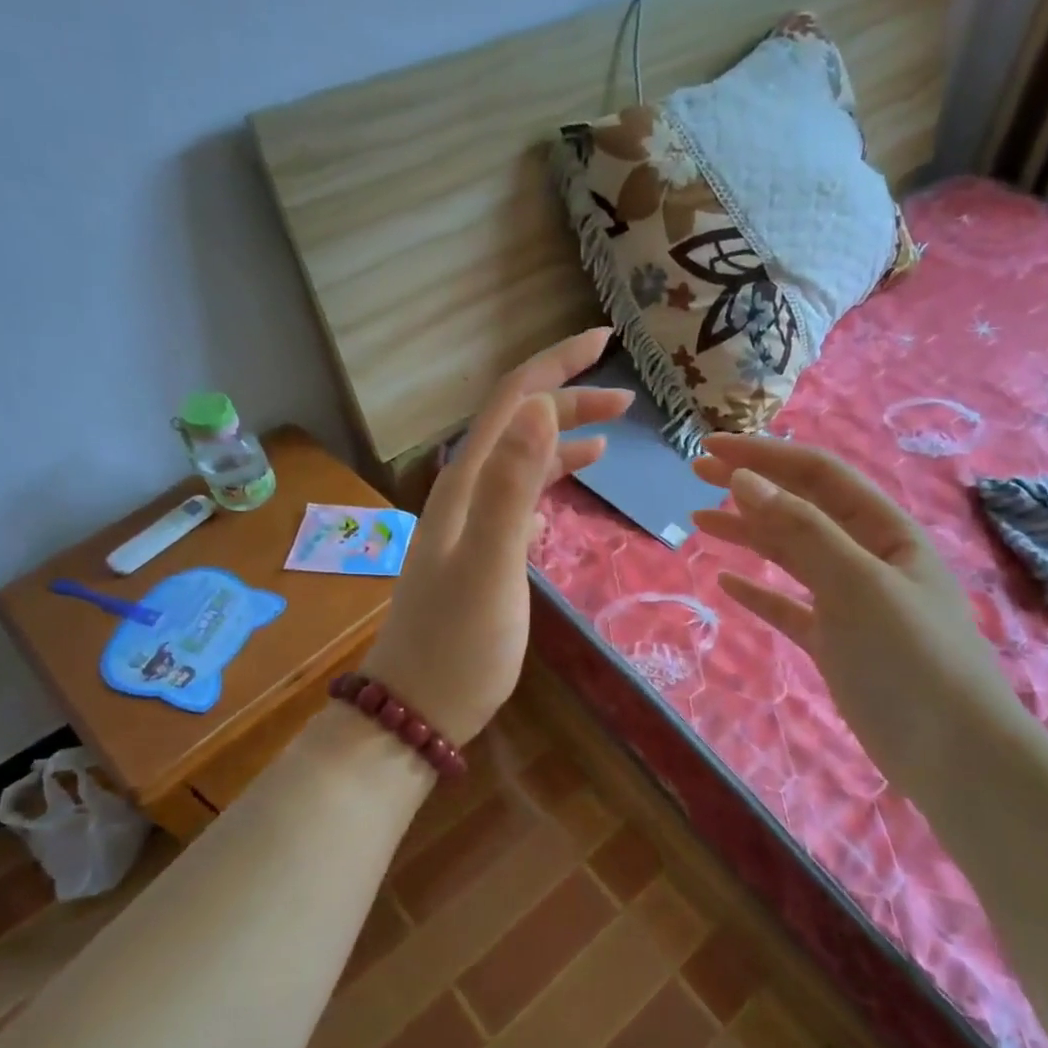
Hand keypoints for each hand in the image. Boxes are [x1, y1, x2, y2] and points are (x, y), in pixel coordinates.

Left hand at [363, 328, 633, 744]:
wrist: (418, 708)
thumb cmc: (459, 643)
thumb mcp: (490, 563)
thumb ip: (512, 485)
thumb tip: (542, 407)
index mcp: (466, 483)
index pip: (513, 400)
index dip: (557, 364)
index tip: (607, 340)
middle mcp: (465, 492)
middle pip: (519, 425)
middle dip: (569, 400)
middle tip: (629, 399)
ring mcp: (471, 524)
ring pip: (521, 462)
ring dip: (562, 440)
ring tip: (611, 437)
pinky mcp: (483, 553)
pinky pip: (519, 500)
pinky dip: (548, 484)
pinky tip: (567, 492)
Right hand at [690, 435, 1028, 778]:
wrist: (955, 758)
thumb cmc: (911, 658)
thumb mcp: (857, 583)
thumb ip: (801, 529)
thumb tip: (744, 480)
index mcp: (885, 531)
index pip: (818, 475)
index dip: (764, 455)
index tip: (710, 447)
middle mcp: (868, 558)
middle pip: (801, 508)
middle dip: (751, 486)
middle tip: (696, 472)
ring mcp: (851, 602)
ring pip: (791, 555)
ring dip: (748, 534)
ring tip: (699, 521)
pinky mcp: (836, 644)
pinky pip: (790, 606)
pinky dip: (759, 592)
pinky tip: (728, 582)